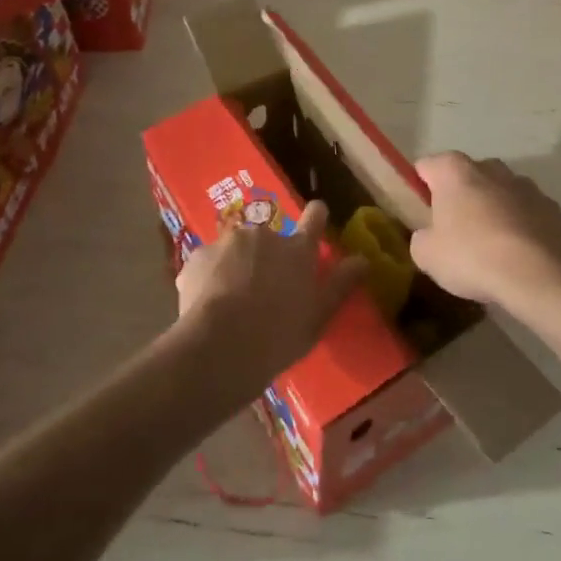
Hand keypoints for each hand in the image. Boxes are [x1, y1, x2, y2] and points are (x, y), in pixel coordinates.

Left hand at [174, 201, 365, 381]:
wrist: (221, 345)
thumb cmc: (279, 334)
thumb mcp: (319, 315)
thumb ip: (340, 284)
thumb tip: (363, 259)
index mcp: (298, 250)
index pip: (314, 218)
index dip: (316, 216)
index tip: (316, 215)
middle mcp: (264, 236)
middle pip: (270, 238)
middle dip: (267, 256)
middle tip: (263, 289)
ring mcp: (228, 242)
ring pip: (235, 250)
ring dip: (236, 266)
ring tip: (231, 302)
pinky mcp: (197, 256)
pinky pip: (207, 264)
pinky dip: (209, 278)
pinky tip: (207, 305)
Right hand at [410, 152, 560, 314]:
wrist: (538, 275)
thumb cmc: (472, 256)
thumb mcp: (426, 255)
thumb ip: (422, 237)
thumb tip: (429, 235)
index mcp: (454, 170)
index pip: (426, 166)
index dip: (419, 189)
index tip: (421, 215)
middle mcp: (491, 168)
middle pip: (466, 176)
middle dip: (459, 198)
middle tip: (452, 233)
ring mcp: (525, 185)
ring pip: (498, 193)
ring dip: (491, 210)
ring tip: (488, 248)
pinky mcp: (551, 207)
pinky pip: (525, 213)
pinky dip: (519, 226)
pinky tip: (516, 255)